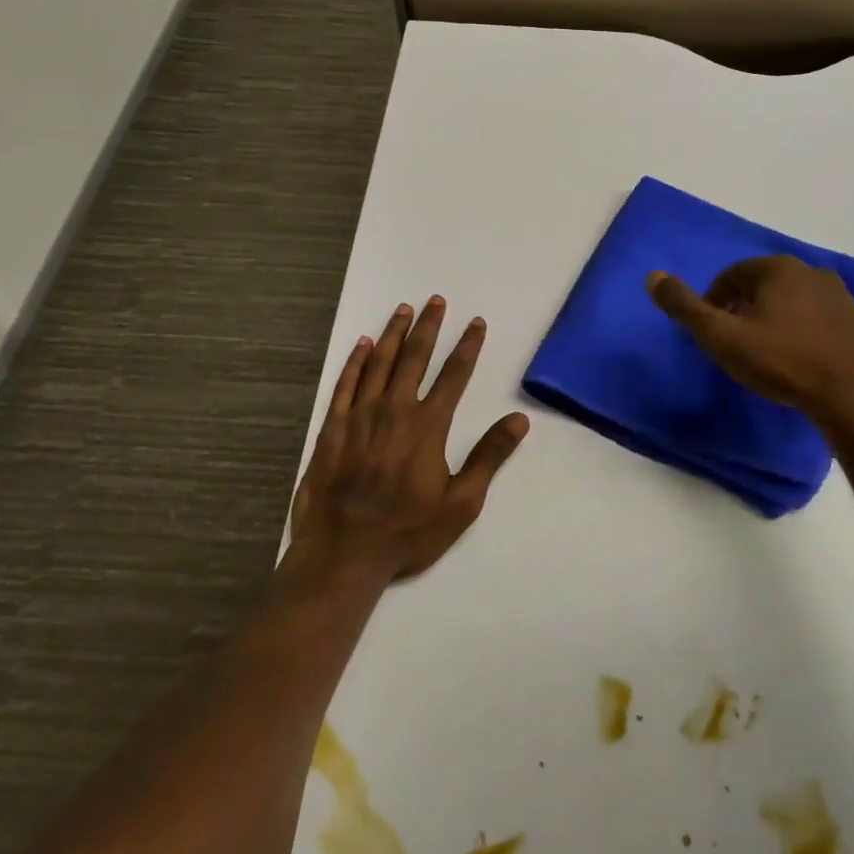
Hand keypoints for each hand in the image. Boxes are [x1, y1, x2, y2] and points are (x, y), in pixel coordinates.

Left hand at [288, 296, 529, 584]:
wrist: (343, 553)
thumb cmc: (407, 531)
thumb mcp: (462, 503)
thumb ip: (489, 457)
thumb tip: (519, 420)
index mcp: (428, 425)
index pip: (454, 375)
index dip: (468, 346)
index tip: (476, 323)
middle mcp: (395, 410)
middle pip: (415, 357)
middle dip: (428, 326)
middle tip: (435, 300)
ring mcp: (360, 416)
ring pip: (380, 363)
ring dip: (394, 333)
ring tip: (403, 309)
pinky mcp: (334, 428)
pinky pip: (346, 383)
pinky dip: (356, 361)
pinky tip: (364, 344)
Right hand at [647, 256, 853, 420]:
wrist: (844, 397)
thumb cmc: (778, 362)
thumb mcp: (721, 337)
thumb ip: (685, 306)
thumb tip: (653, 276)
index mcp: (778, 268)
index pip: (731, 275)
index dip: (714, 301)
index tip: (711, 331)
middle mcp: (811, 269)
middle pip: (761, 283)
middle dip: (742, 306)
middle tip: (734, 341)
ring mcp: (838, 293)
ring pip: (789, 297)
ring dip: (771, 314)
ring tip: (764, 349)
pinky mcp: (853, 318)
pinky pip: (815, 314)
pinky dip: (799, 325)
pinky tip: (796, 353)